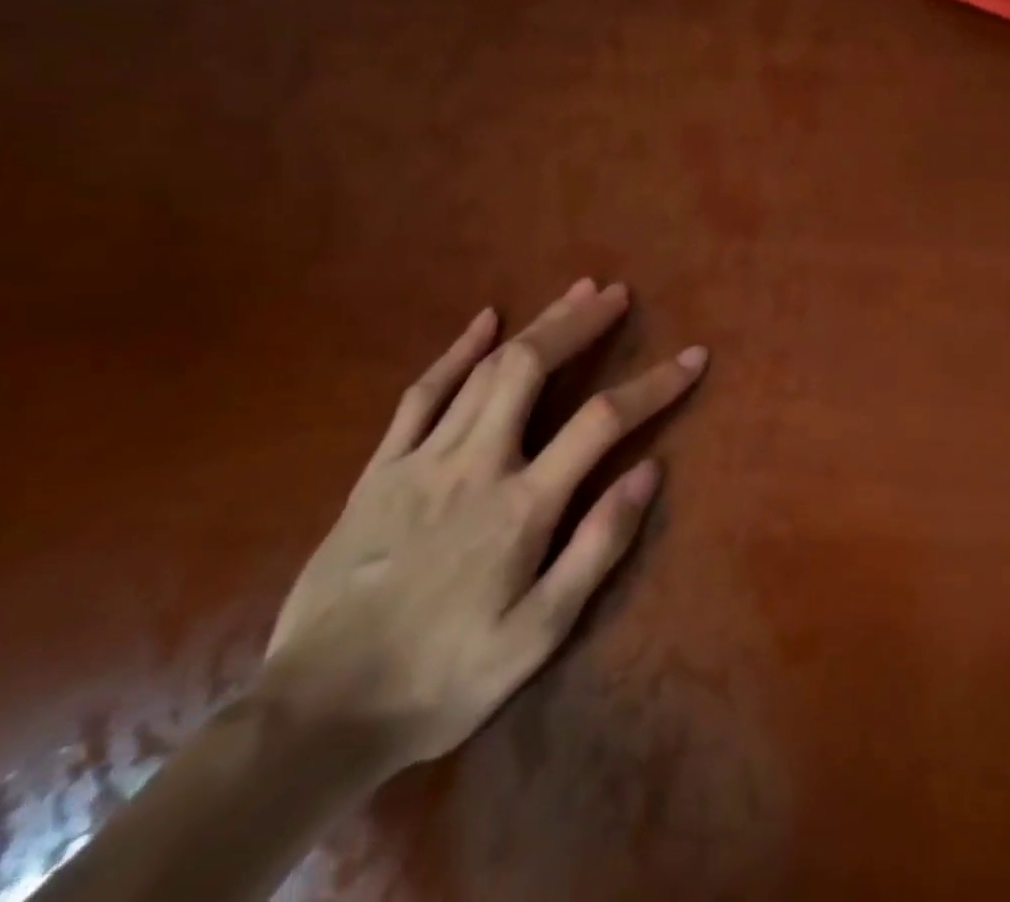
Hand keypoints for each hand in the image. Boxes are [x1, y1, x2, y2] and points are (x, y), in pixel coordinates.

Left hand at [259, 279, 704, 769]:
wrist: (316, 716)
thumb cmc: (443, 678)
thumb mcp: (538, 634)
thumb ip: (597, 547)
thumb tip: (650, 471)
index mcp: (523, 505)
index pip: (604, 421)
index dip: (654, 383)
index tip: (693, 357)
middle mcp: (476, 464)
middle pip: (532, 368)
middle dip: (580, 324)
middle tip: (616, 294)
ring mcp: (422, 459)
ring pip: (486, 369)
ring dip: (535, 325)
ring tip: (573, 293)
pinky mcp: (381, 469)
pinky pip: (422, 394)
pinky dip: (456, 351)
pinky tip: (483, 321)